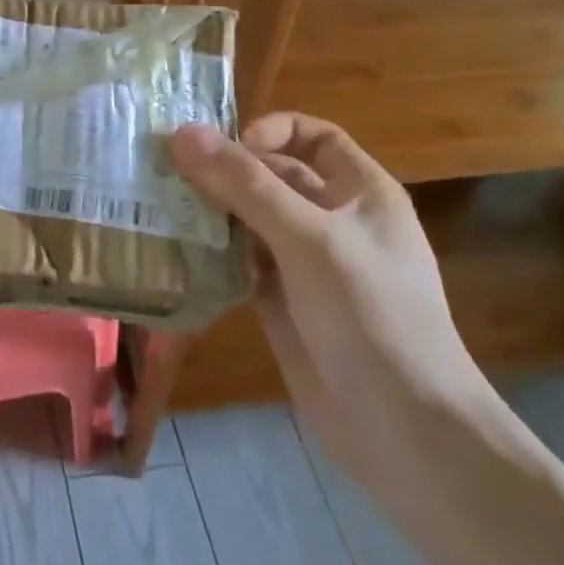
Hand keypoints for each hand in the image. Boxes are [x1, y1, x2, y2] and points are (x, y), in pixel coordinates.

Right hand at [168, 115, 497, 500]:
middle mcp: (333, 221)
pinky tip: (176, 252)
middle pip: (272, 177)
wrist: (404, 432)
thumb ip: (245, 184)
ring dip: (211, 212)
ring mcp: (307, 265)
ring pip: (250, 220)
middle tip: (166, 173)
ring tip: (160, 207)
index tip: (226, 148)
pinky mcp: (282, 303)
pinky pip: (240, 263)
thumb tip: (181, 133)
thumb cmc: (370, 316)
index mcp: (361, 193)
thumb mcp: (309, 238)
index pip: (314, 137)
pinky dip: (211, 254)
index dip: (271, 132)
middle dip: (224, 172)